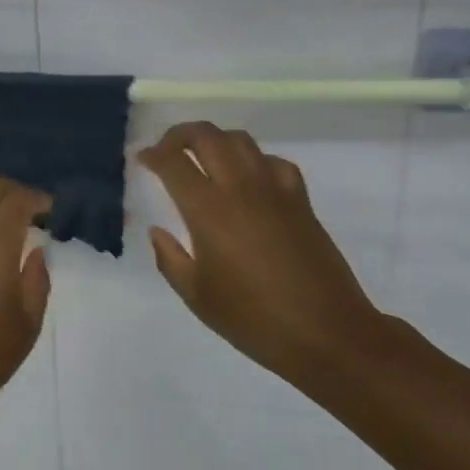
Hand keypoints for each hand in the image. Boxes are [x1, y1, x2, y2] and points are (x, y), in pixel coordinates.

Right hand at [139, 122, 384, 386]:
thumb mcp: (197, 297)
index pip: (173, 163)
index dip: (153, 155)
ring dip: (215, 140)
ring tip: (204, 157)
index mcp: (208, 210)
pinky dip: (255, 160)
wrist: (327, 334)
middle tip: (167, 150)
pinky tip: (249, 179)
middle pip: (206, 136)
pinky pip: (274, 162)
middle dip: (180, 135)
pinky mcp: (300, 200)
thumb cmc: (254, 319)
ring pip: (240, 140)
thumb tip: (158, 231)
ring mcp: (274, 190)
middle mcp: (239, 188)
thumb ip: (170, 259)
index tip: (143, 159)